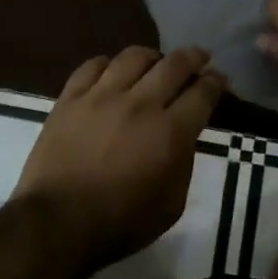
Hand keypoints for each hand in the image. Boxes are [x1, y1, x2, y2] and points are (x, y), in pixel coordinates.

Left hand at [12, 46, 225, 273]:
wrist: (58, 222)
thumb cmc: (120, 222)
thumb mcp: (171, 204)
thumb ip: (183, 163)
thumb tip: (183, 135)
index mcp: (171, 132)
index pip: (202, 93)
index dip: (216, 81)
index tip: (219, 78)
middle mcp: (141, 103)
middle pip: (174, 64)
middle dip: (193, 57)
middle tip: (198, 58)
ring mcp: (102, 95)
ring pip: (134, 56)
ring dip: (152, 56)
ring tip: (154, 62)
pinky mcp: (71, 97)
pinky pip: (92, 65)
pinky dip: (108, 64)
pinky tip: (111, 72)